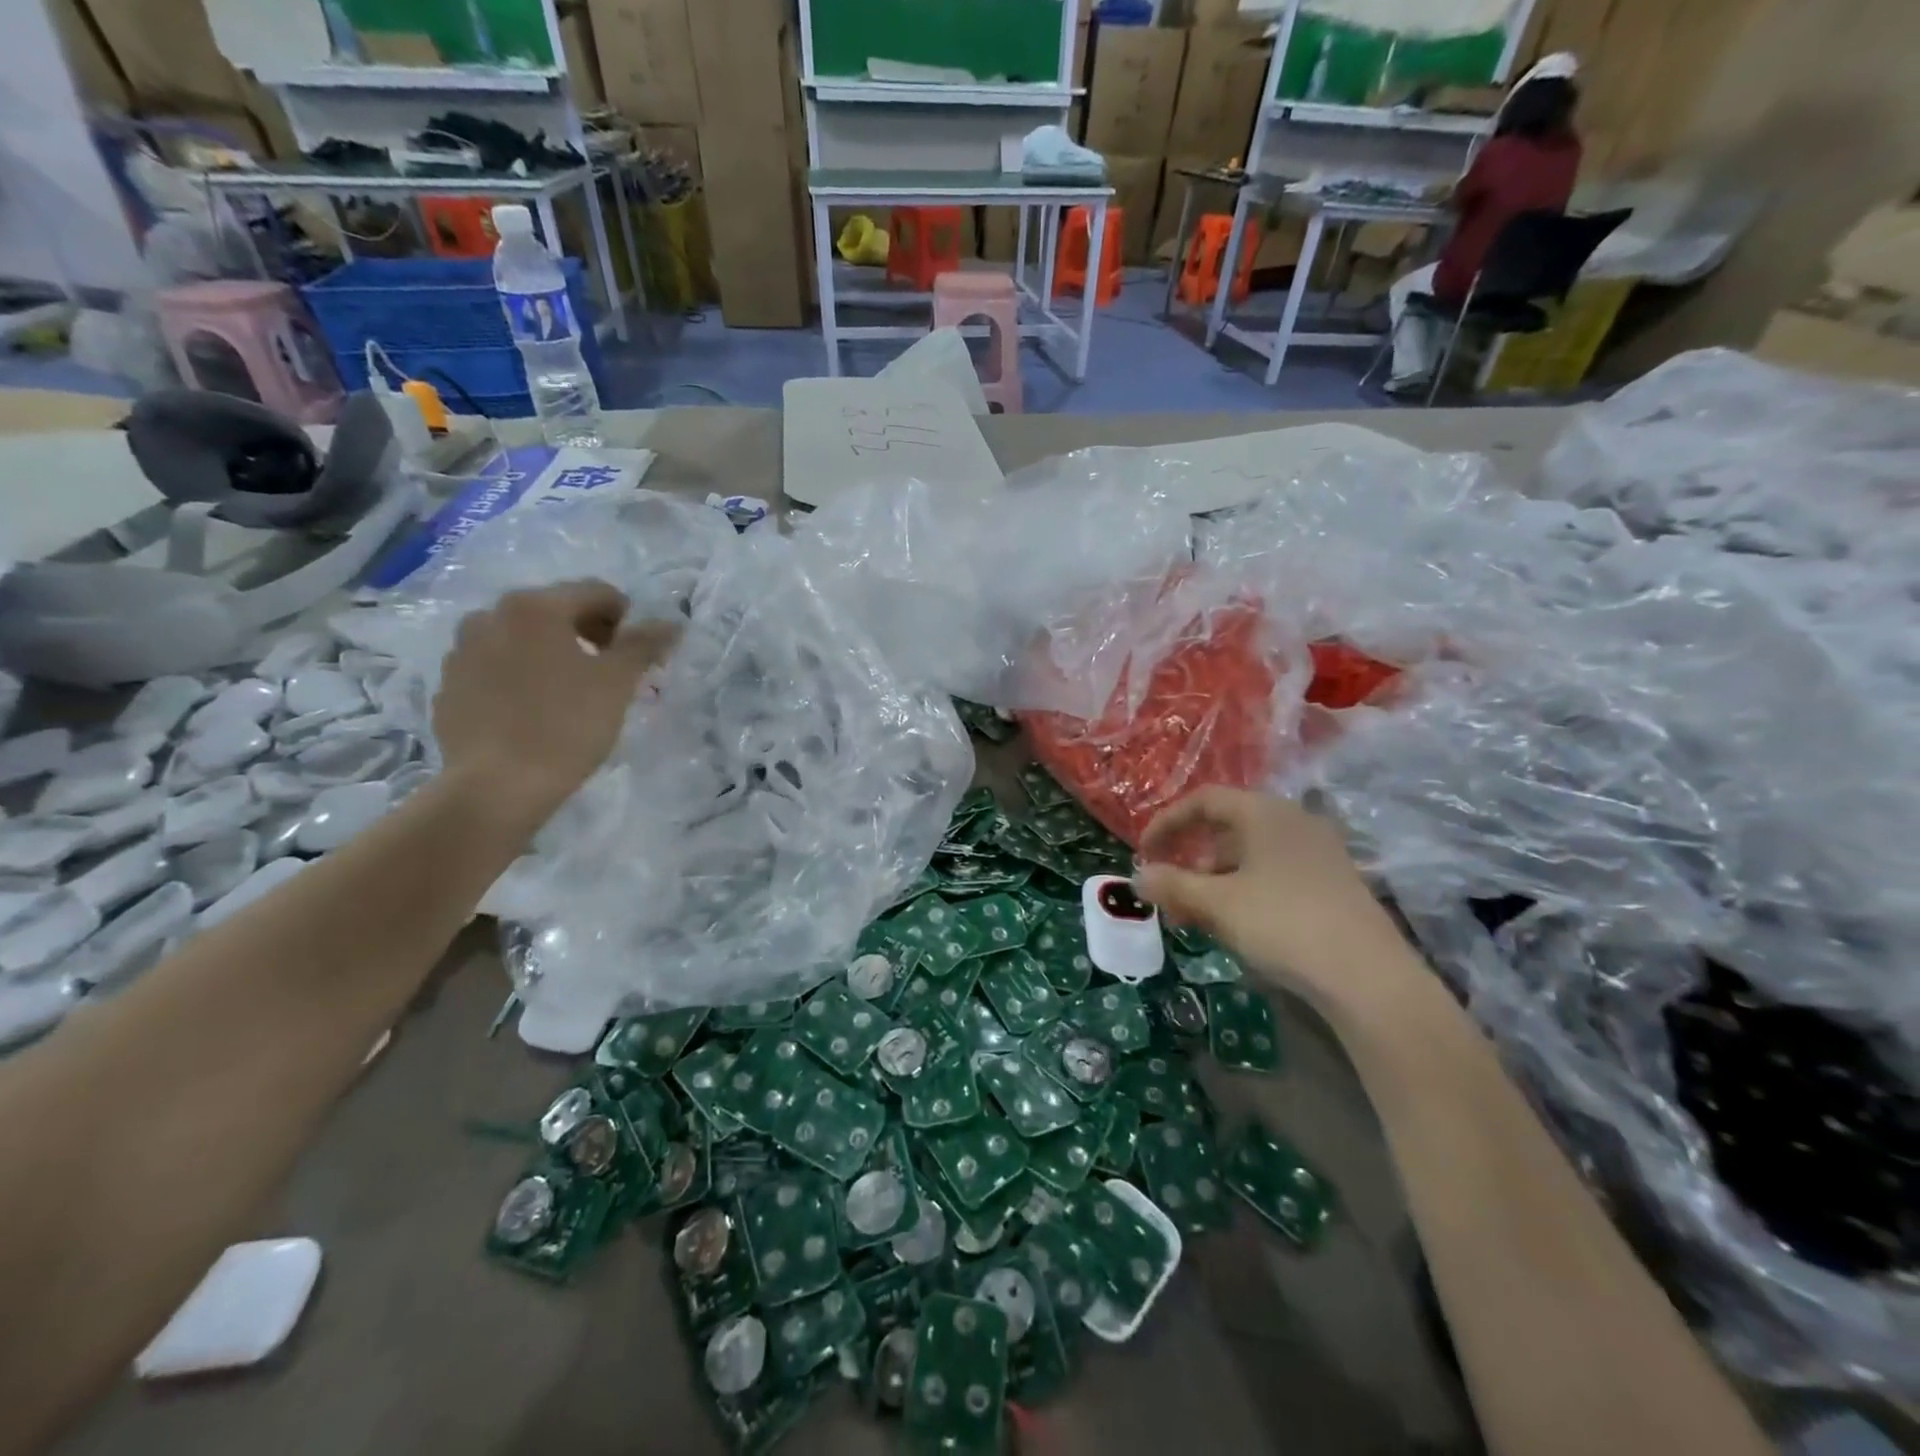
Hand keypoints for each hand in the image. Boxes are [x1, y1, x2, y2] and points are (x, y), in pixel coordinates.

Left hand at [433, 580, 679, 825]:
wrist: (496, 787)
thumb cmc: (565, 726)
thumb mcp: (618, 683)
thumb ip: (645, 645)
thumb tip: (672, 623)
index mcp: (534, 607)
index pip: (596, 593)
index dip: (628, 620)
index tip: (639, 656)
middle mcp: (490, 616)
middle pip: (556, 612)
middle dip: (589, 636)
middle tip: (611, 675)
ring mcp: (462, 652)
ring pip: (523, 640)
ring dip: (553, 655)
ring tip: (571, 695)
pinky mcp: (449, 687)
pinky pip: (496, 669)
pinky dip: (521, 679)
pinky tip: (536, 714)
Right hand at [1134, 787, 1414, 1012]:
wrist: (1370, 979)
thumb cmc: (1283, 924)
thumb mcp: (1217, 905)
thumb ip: (1172, 885)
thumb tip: (1138, 877)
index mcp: (1265, 813)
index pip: (1204, 801)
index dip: (1167, 823)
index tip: (1144, 854)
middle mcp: (1294, 823)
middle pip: (1227, 830)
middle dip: (1190, 862)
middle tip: (1170, 896)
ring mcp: (1319, 854)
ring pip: (1250, 858)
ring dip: (1215, 883)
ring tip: (1197, 920)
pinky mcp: (1333, 886)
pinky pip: (1274, 876)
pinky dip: (1244, 893)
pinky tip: (1237, 928)